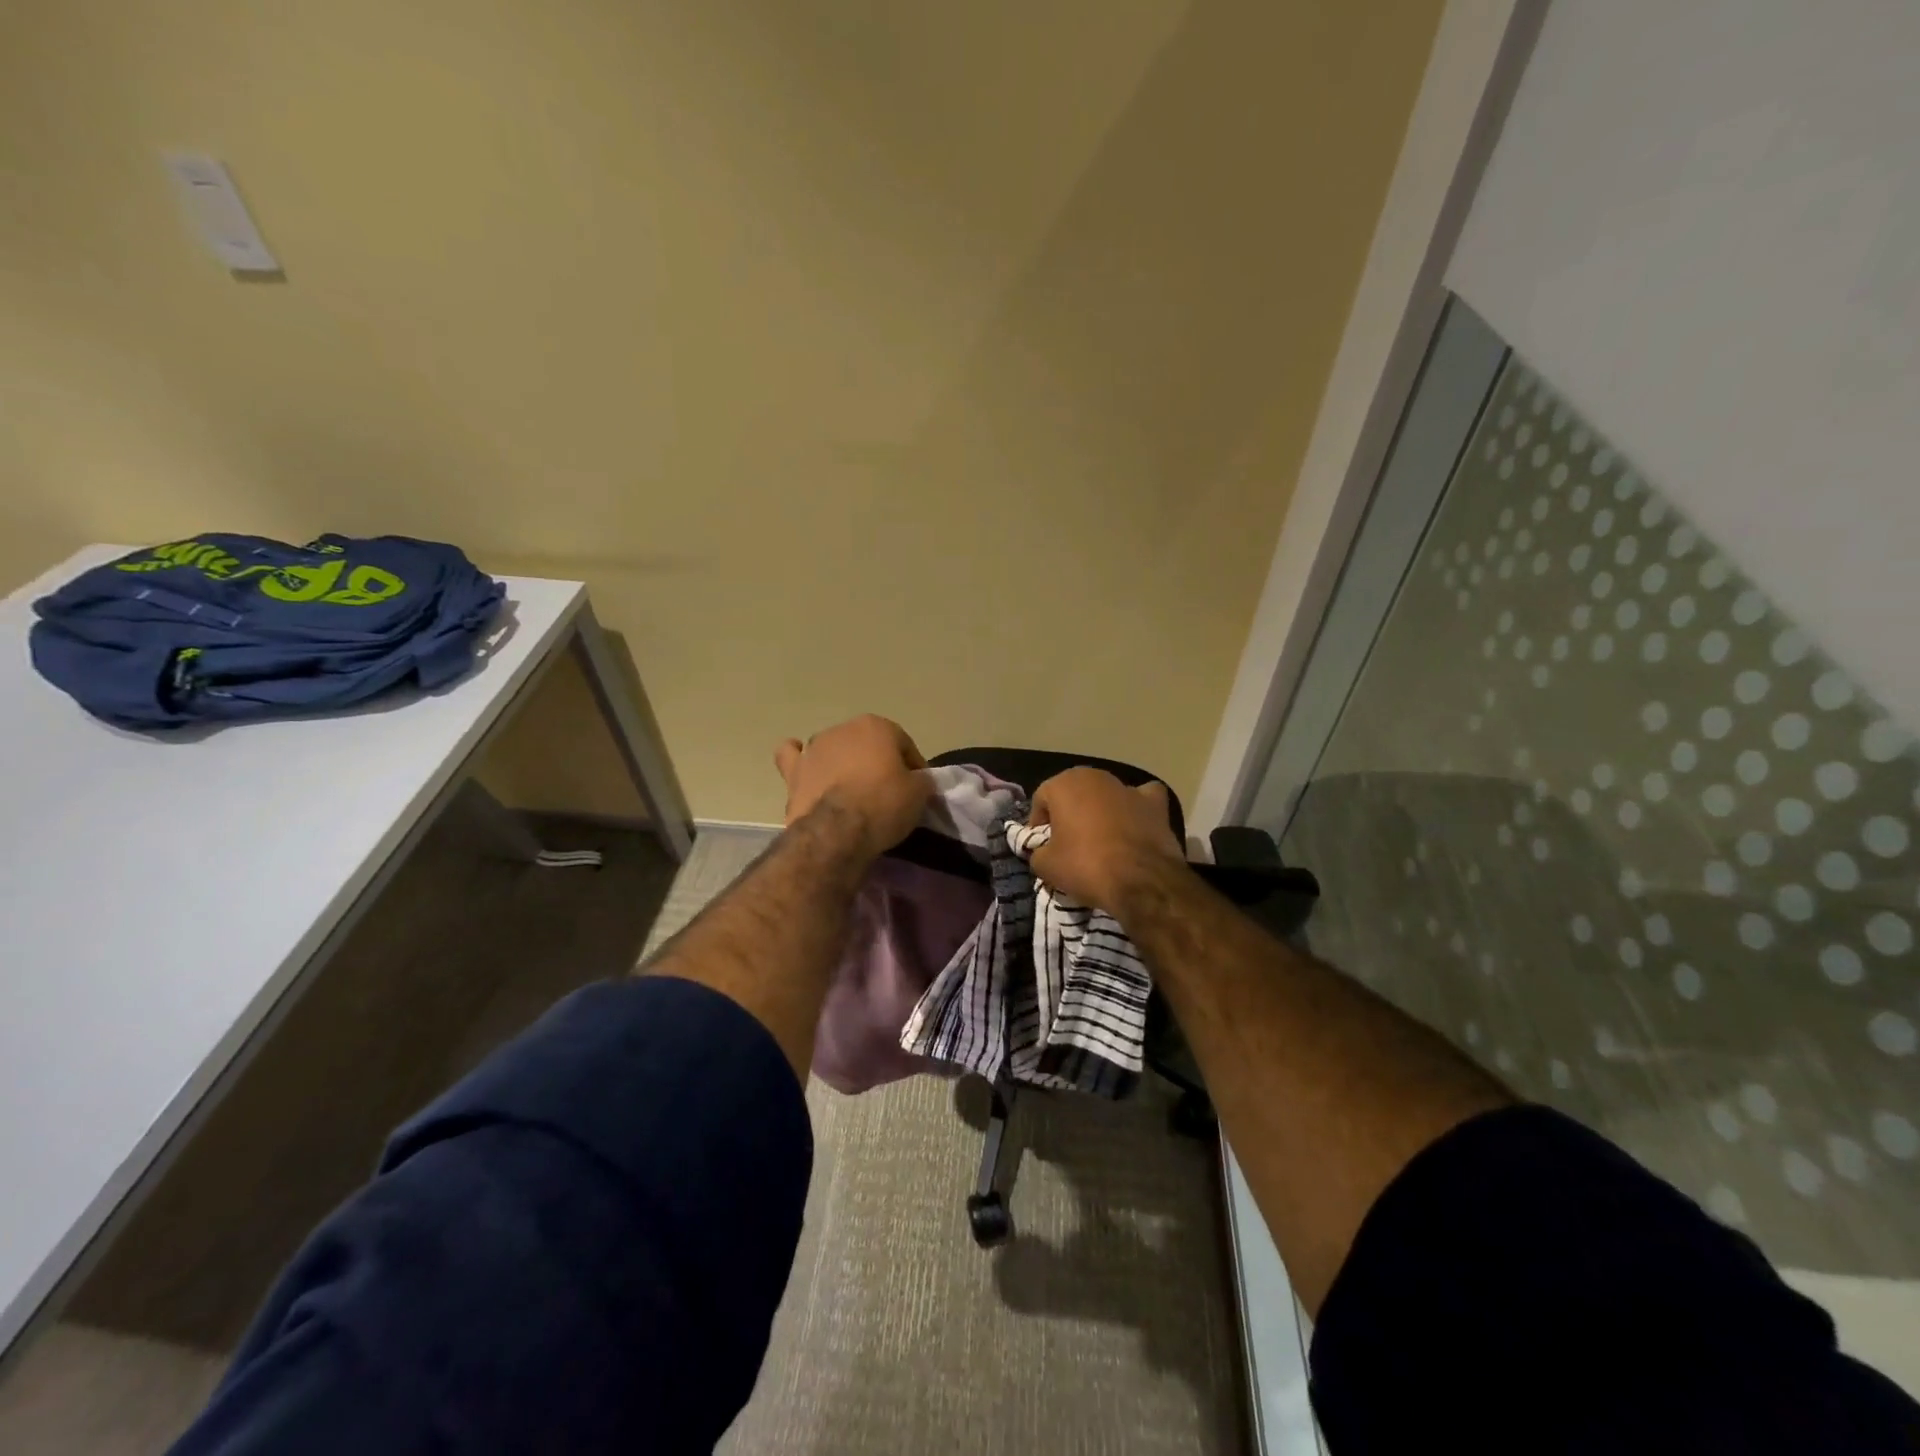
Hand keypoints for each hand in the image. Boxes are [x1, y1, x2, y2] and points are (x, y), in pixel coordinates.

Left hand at [774, 715, 932, 861]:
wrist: (837, 831)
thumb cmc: (883, 804)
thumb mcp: (919, 793)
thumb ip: (921, 780)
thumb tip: (918, 780)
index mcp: (877, 725)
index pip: (904, 745)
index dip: (914, 768)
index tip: (917, 790)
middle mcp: (843, 729)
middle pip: (868, 746)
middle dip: (878, 763)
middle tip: (887, 793)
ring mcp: (814, 747)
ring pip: (834, 749)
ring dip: (843, 763)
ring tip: (852, 792)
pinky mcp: (793, 770)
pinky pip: (793, 756)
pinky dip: (799, 759)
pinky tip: (806, 767)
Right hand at [1027, 767, 1185, 912]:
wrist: (1141, 881)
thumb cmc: (1085, 866)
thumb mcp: (1046, 866)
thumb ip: (1037, 853)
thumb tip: (1042, 853)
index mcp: (1064, 784)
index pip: (1042, 799)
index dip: (1038, 823)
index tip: (1041, 846)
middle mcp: (1096, 777)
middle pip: (1074, 793)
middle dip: (1069, 812)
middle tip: (1068, 842)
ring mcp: (1128, 787)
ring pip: (1107, 794)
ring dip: (1101, 810)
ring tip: (1101, 839)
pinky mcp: (1156, 804)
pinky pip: (1141, 800)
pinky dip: (1136, 809)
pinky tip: (1135, 825)